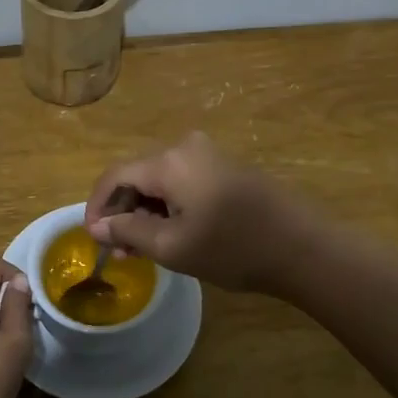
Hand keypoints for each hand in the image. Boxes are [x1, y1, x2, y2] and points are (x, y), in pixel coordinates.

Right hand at [84, 131, 314, 294]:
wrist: (304, 248)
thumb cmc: (233, 248)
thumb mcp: (173, 246)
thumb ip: (129, 232)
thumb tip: (98, 225)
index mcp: (169, 161)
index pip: (115, 175)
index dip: (97, 206)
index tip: (93, 238)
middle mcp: (186, 146)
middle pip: (138, 174)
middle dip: (123, 212)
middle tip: (120, 250)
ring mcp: (210, 155)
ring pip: (160, 180)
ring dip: (146, 211)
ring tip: (143, 249)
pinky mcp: (226, 168)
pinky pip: (183, 181)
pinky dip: (169, 206)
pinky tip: (172, 233)